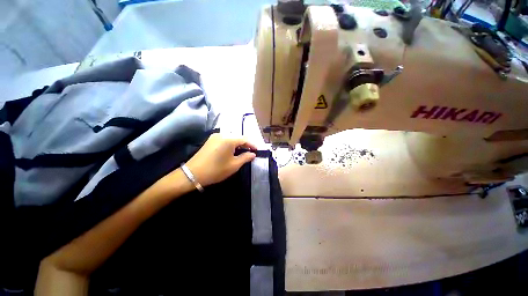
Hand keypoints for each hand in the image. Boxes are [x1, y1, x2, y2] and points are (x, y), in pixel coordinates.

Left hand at [185, 134, 256, 186]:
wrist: (193, 174)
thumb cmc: (216, 170)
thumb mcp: (234, 165)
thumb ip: (245, 158)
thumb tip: (253, 154)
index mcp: (229, 139)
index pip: (245, 139)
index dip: (252, 144)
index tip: (257, 151)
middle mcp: (222, 134)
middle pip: (238, 137)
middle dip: (245, 144)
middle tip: (251, 152)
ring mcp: (215, 137)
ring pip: (231, 138)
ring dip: (238, 144)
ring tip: (243, 152)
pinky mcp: (210, 140)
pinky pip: (224, 140)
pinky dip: (231, 144)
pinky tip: (233, 151)